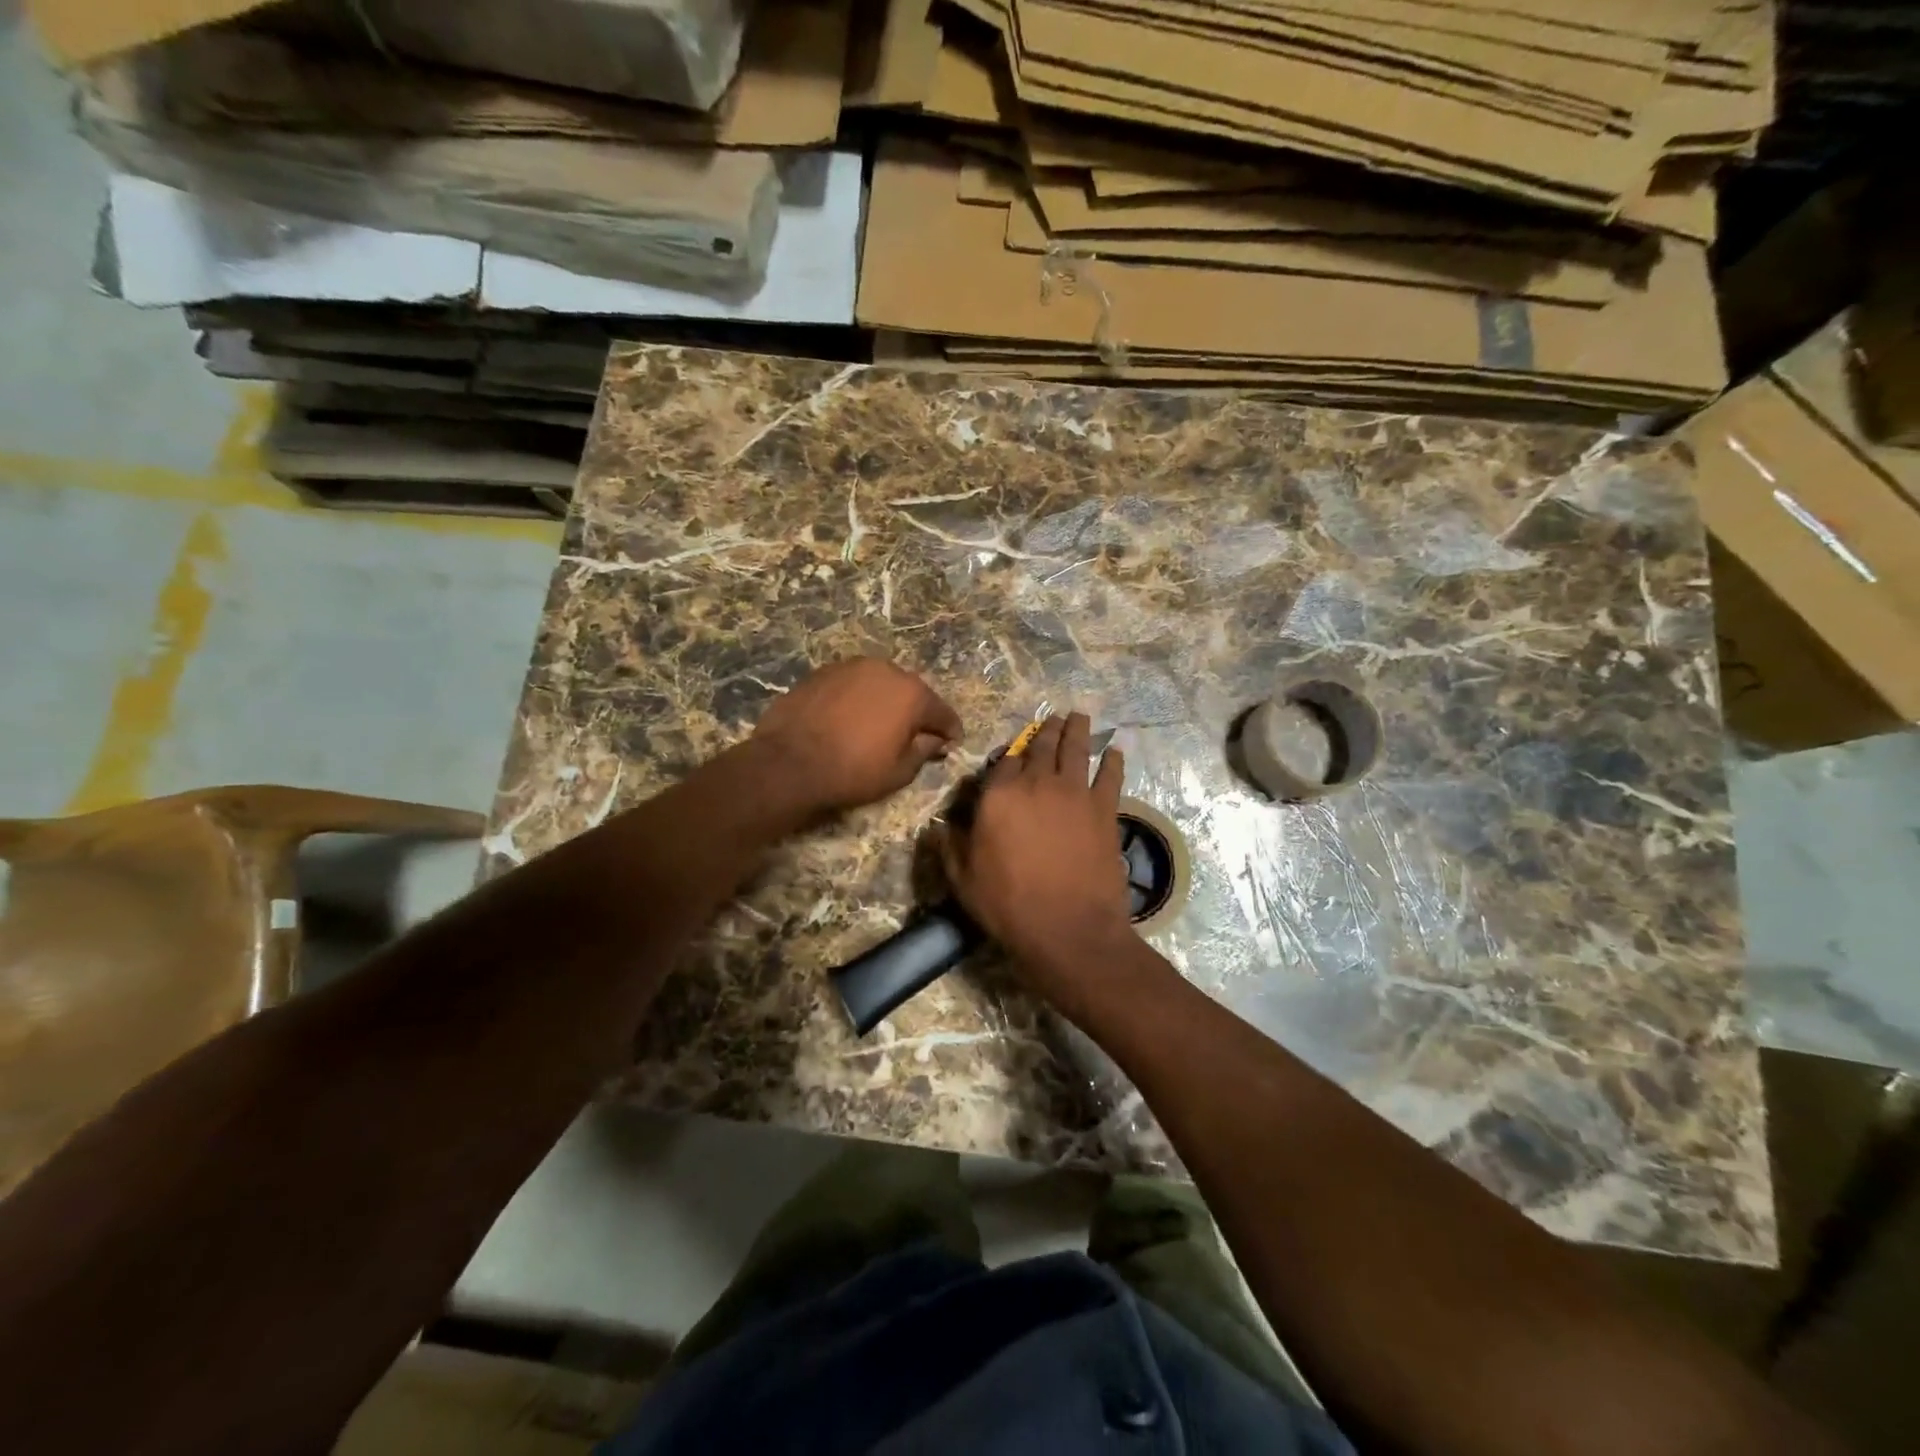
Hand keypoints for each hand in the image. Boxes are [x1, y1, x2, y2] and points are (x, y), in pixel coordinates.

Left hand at [750, 659, 961, 814]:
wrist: (789, 762)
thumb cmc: (853, 771)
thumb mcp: (899, 772)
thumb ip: (924, 751)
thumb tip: (936, 741)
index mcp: (913, 693)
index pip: (943, 712)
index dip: (950, 731)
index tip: (951, 743)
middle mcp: (887, 670)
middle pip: (912, 692)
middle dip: (916, 713)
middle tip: (914, 735)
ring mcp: (852, 666)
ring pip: (880, 684)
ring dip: (885, 701)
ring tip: (879, 725)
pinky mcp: (823, 671)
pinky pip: (852, 685)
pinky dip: (858, 699)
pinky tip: (850, 718)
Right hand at [941, 713, 1133, 1002]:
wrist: (1069, 928)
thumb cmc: (1009, 905)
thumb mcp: (963, 880)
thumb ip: (949, 847)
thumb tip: (937, 827)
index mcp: (1000, 795)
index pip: (1004, 762)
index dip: (1009, 756)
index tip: (1013, 755)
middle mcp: (1038, 783)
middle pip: (1042, 746)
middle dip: (1046, 730)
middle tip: (1053, 718)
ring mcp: (1076, 793)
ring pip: (1077, 750)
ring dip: (1077, 731)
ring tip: (1079, 717)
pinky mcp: (1106, 810)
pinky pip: (1111, 776)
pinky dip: (1113, 761)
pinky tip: (1115, 751)